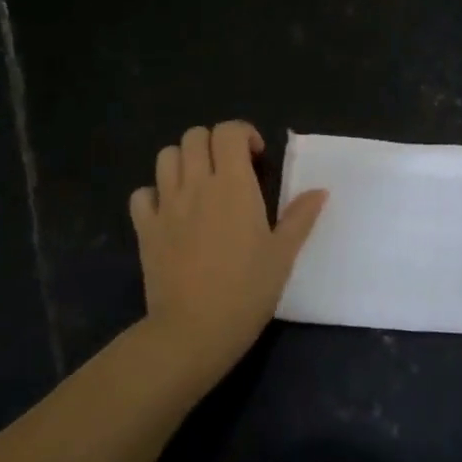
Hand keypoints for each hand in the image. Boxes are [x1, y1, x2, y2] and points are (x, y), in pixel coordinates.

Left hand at [130, 121, 327, 383]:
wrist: (194, 329)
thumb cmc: (247, 291)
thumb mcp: (283, 255)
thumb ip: (300, 217)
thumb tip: (320, 191)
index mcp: (234, 185)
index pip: (229, 131)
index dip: (243, 134)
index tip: (256, 159)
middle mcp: (196, 184)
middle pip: (194, 136)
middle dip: (213, 143)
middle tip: (229, 170)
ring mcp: (166, 205)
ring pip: (165, 156)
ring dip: (183, 161)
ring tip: (200, 185)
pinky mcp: (145, 228)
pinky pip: (142, 194)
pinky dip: (155, 194)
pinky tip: (170, 212)